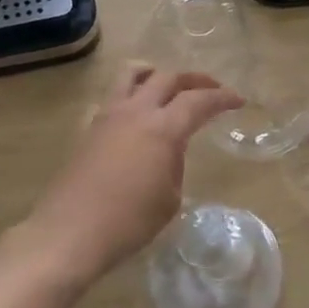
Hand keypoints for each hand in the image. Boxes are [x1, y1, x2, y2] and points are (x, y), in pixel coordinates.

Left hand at [23, 64, 241, 280]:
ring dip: (156, 74)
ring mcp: (108, 116)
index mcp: (163, 129)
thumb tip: (167, 151)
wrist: (70, 233)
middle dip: (194, 80)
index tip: (238, 100)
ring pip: (133, 75)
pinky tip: (137, 115)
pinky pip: (114, 97)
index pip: (199, 101)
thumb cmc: (129, 221)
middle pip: (168, 78)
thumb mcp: (169, 198)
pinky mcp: (89, 128)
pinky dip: (132, 94)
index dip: (222, 97)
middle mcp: (136, 112)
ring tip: (167, 86)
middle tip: (210, 90)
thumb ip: (174, 164)